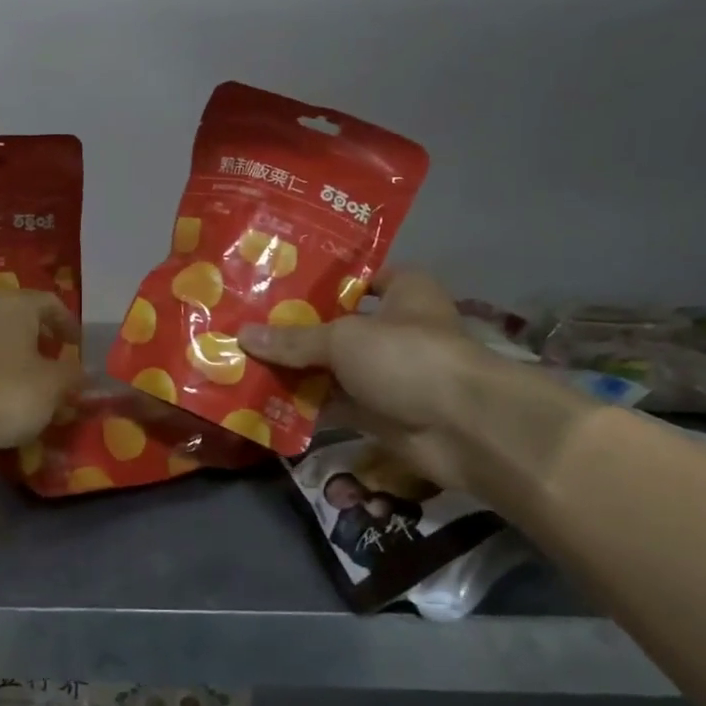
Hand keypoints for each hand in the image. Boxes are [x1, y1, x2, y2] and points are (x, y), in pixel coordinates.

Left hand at [0, 291, 82, 451]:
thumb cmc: (3, 391)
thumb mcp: (52, 387)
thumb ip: (73, 376)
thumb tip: (86, 372)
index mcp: (15, 305)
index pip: (50, 303)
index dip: (68, 324)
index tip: (78, 347)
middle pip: (19, 318)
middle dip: (38, 340)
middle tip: (53, 364)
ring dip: (11, 356)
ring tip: (24, 384)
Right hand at [240, 269, 495, 490]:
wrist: (463, 429)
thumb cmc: (408, 358)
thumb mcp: (343, 339)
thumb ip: (294, 339)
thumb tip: (243, 335)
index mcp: (404, 292)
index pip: (361, 277)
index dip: (323, 279)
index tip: (279, 283)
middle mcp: (397, 329)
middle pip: (339, 324)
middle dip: (297, 329)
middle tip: (248, 324)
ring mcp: (390, 374)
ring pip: (334, 368)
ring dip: (297, 370)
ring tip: (246, 361)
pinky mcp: (381, 412)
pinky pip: (335, 404)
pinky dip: (307, 405)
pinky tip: (266, 400)